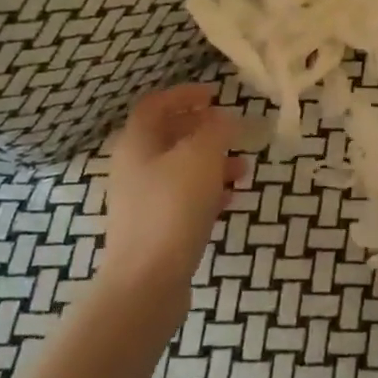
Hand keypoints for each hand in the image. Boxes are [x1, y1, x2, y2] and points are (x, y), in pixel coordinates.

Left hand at [102, 85, 244, 298]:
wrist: (146, 283)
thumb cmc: (172, 209)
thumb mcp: (201, 158)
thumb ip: (216, 130)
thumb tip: (223, 119)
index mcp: (137, 143)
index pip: (156, 104)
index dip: (185, 94)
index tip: (215, 94)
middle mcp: (134, 168)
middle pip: (169, 136)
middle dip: (205, 131)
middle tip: (234, 133)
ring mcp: (142, 201)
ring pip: (181, 169)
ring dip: (212, 163)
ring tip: (244, 170)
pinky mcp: (154, 229)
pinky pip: (183, 199)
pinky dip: (207, 192)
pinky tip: (230, 200)